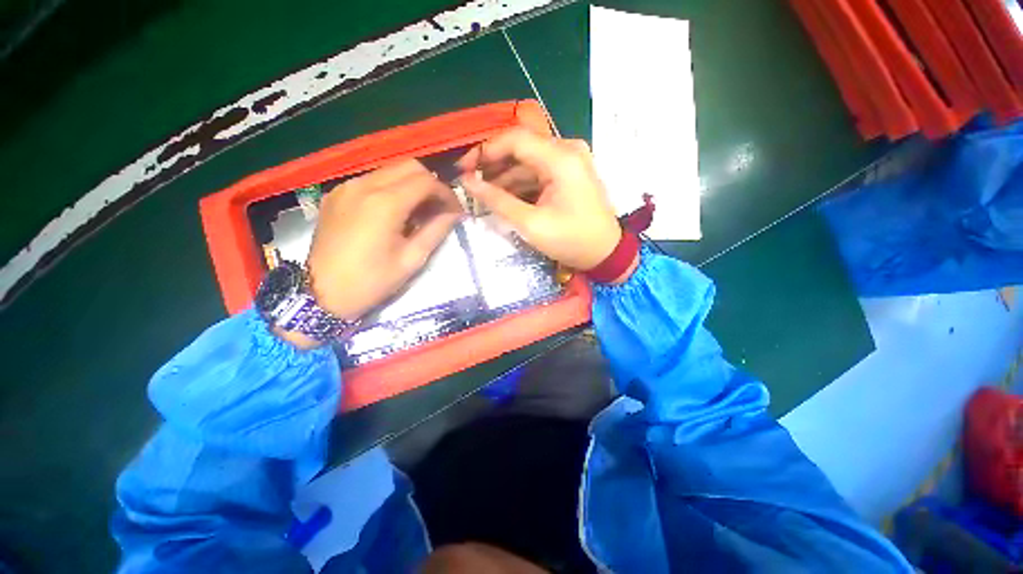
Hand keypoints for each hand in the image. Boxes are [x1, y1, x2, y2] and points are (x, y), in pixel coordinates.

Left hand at [305, 160, 461, 320]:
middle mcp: (364, 185)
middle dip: (431, 184)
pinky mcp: (336, 194)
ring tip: (419, 211)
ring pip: (390, 170)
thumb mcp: (412, 259)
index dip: (447, 194)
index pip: (427, 181)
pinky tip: (394, 212)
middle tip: (440, 208)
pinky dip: (391, 188)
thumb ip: (437, 230)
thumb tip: (455, 214)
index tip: (456, 211)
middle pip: (409, 166)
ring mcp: (346, 186)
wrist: (321, 294)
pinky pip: (372, 180)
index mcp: (385, 203)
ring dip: (412, 185)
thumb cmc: (372, 281)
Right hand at [457, 128, 623, 271]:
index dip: (485, 151)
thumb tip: (467, 182)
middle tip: (470, 182)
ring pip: (527, 161)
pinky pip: (537, 172)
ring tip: (482, 194)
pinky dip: (519, 183)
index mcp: (561, 158)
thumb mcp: (531, 223)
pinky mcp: (568, 174)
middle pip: (520, 147)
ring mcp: (569, 161)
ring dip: (504, 176)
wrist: (605, 253)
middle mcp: (566, 150)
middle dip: (492, 164)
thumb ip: (498, 200)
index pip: (515, 139)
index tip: (464, 169)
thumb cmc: (572, 240)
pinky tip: (503, 196)